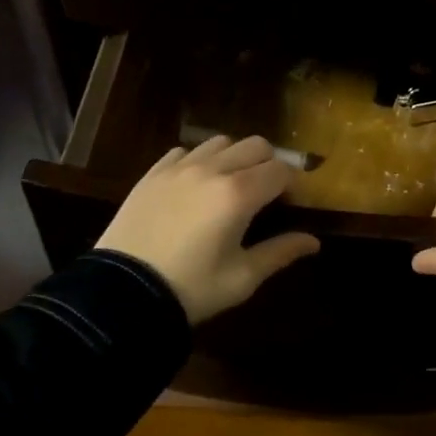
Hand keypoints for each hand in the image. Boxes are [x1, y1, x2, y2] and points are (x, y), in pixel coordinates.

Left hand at [97, 135, 319, 323]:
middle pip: (256, 145)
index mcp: (239, 194)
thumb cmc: (191, 289)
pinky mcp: (153, 173)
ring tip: (230, 185)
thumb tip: (313, 241)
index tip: (292, 203)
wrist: (122, 293)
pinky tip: (195, 185)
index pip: (281, 170)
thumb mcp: (242, 278)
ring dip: (235, 157)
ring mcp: (180, 167)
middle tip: (266, 193)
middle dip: (269, 164)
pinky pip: (185, 151)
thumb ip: (280, 252)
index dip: (293, 184)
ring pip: (221, 142)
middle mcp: (213, 169)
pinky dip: (200, 161)